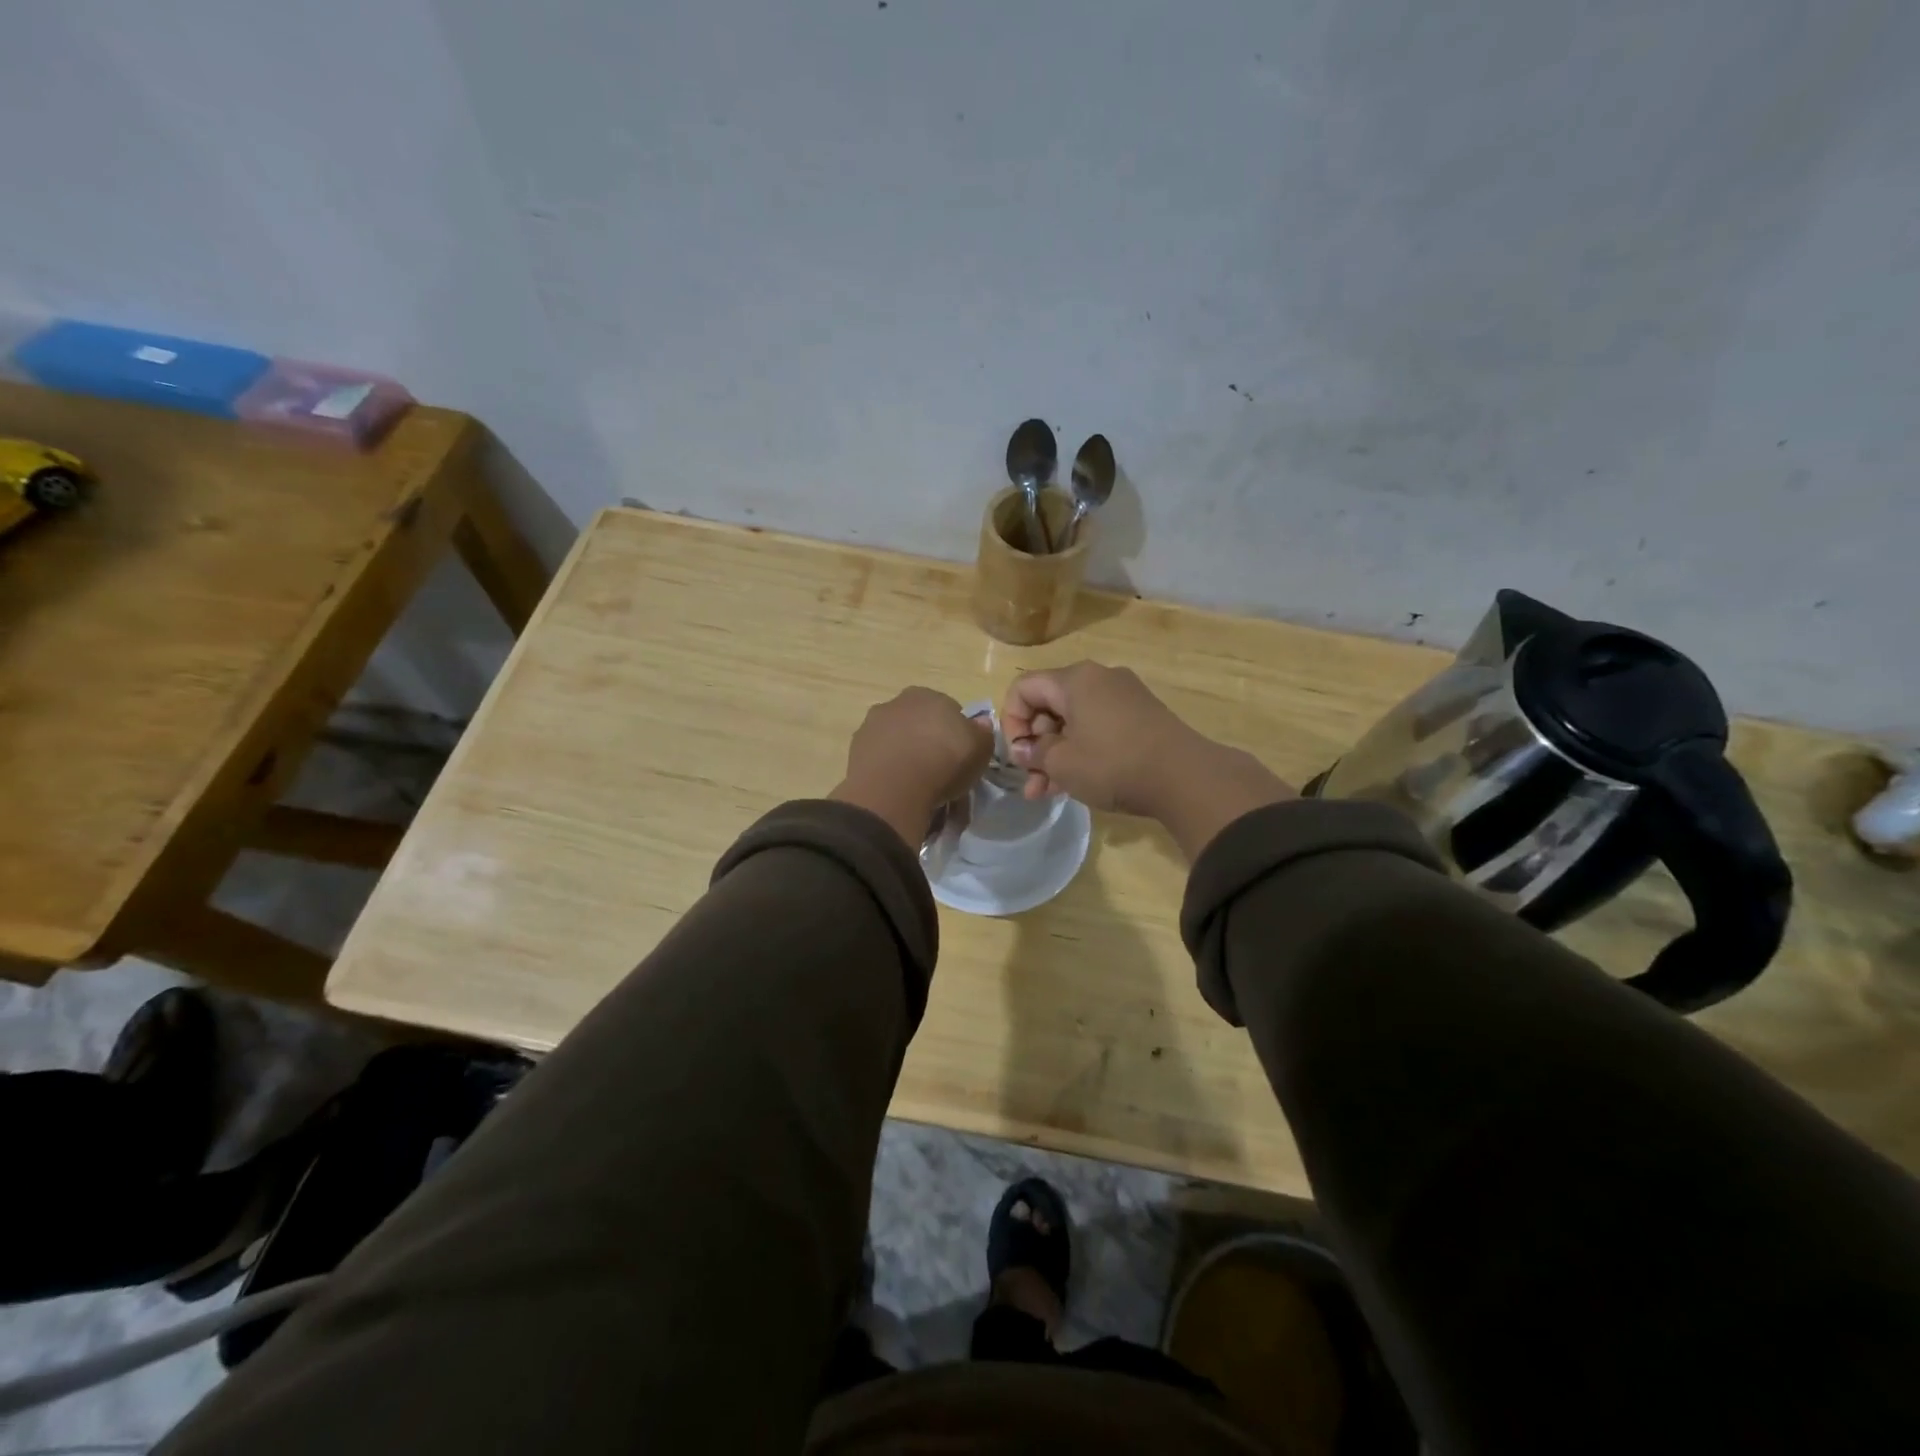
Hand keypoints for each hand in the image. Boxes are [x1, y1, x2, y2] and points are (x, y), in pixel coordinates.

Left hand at [832, 687, 993, 847]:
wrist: (895, 789)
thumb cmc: (944, 762)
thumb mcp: (980, 749)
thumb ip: (982, 732)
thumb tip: (980, 723)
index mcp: (928, 695)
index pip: (948, 710)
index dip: (956, 734)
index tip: (960, 756)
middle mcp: (896, 703)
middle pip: (919, 722)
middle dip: (928, 741)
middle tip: (940, 770)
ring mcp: (872, 725)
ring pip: (897, 739)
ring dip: (905, 754)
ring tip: (918, 784)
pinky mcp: (855, 751)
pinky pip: (880, 759)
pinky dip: (889, 769)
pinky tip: (898, 789)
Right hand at [1001, 662, 1293, 857]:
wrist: (1186, 777)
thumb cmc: (1113, 764)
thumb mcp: (1062, 763)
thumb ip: (1035, 753)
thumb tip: (1025, 750)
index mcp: (1075, 679)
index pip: (1024, 688)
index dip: (1011, 722)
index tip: (1019, 755)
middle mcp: (1099, 678)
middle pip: (1049, 705)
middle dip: (1035, 745)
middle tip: (1032, 781)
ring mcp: (1123, 697)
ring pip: (1074, 722)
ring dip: (1056, 754)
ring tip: (1046, 793)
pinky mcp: (1141, 717)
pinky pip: (1098, 728)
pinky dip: (1082, 751)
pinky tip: (1075, 784)